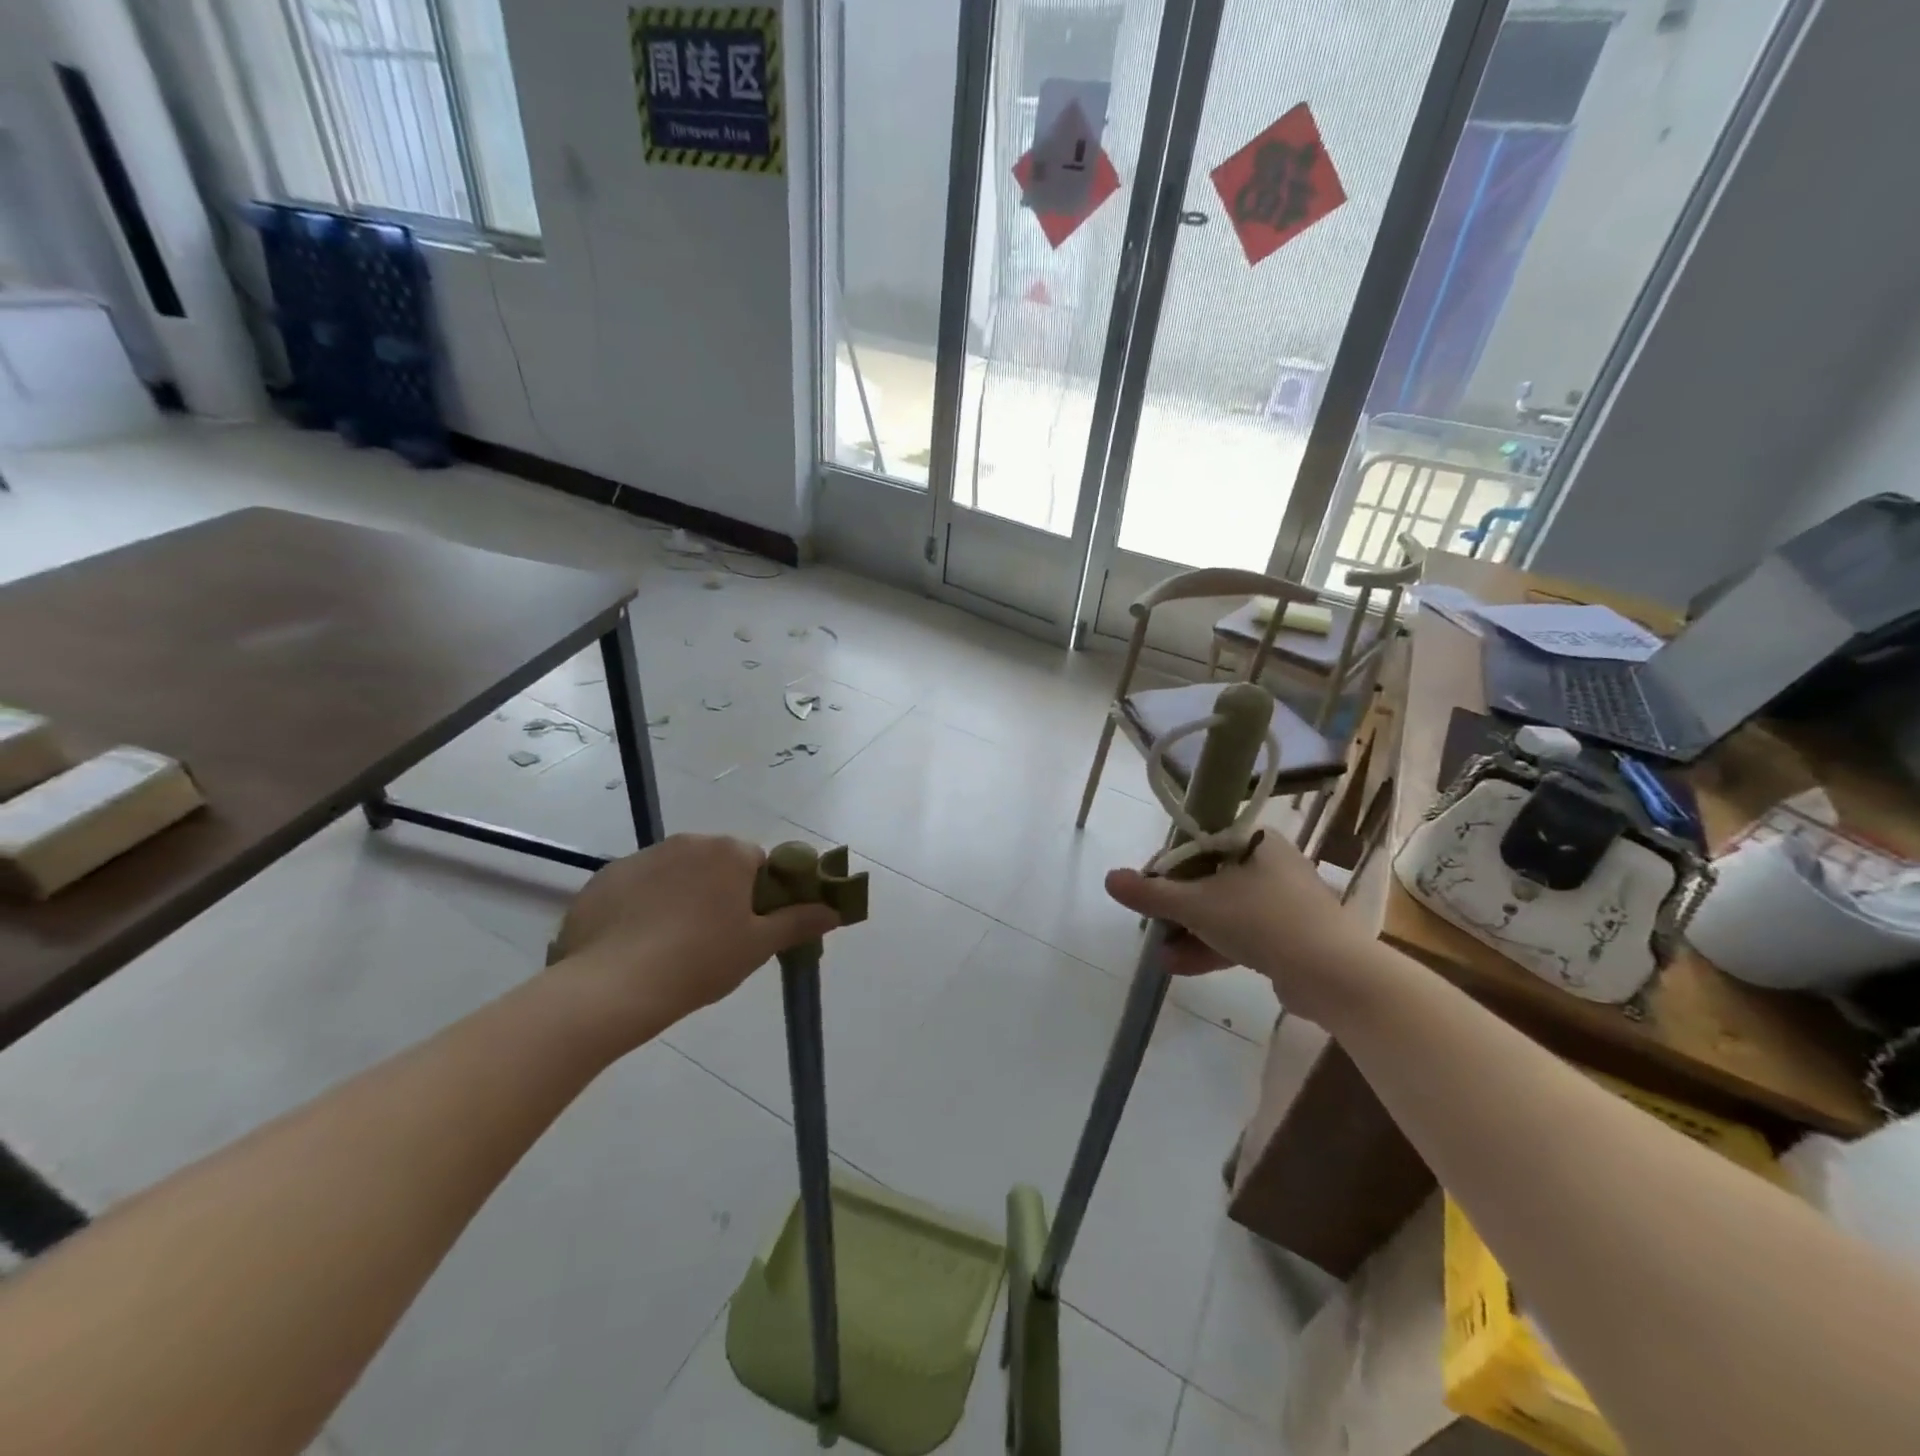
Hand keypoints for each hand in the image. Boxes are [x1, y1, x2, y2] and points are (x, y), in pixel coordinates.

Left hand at [547, 835, 839, 1044]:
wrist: (612, 987)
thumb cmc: (699, 962)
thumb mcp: (757, 947)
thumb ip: (798, 922)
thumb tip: (835, 910)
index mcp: (728, 853)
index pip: (757, 863)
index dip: (758, 895)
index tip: (748, 928)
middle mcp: (687, 842)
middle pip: (715, 864)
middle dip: (719, 892)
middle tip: (713, 939)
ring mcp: (641, 857)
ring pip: (675, 874)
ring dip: (680, 896)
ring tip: (669, 946)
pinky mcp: (605, 878)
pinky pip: (636, 886)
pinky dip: (641, 906)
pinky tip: (635, 943)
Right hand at [1104, 835, 1382, 1021]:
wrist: (1335, 976)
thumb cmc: (1263, 921)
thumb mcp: (1198, 904)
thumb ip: (1152, 893)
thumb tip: (1110, 878)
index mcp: (1255, 841)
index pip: (1198, 844)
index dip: (1167, 867)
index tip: (1146, 891)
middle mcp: (1271, 865)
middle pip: (1209, 880)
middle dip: (1176, 908)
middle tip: (1151, 925)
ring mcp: (1284, 903)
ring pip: (1224, 911)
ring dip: (1189, 932)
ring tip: (1160, 955)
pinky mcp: (1291, 937)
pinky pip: (1242, 935)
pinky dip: (1213, 946)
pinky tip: (1181, 966)